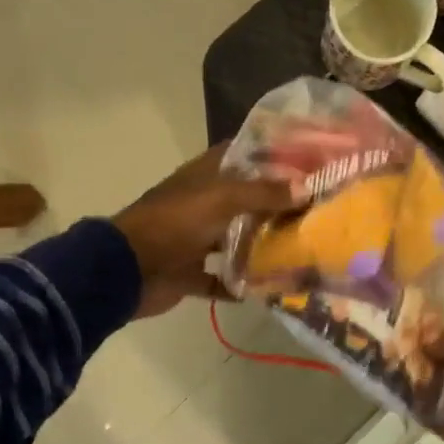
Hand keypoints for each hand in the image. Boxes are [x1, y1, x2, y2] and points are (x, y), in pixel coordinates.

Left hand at [110, 144, 297, 317]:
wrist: (127, 270)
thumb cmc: (173, 224)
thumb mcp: (221, 200)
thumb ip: (263, 193)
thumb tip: (306, 188)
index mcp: (204, 177)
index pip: (240, 155)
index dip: (270, 154)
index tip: (307, 160)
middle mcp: (201, 204)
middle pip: (244, 200)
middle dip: (276, 205)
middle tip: (316, 209)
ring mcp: (194, 240)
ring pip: (234, 239)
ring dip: (261, 246)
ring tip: (300, 249)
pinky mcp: (189, 272)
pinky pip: (220, 279)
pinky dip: (239, 284)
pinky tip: (267, 288)